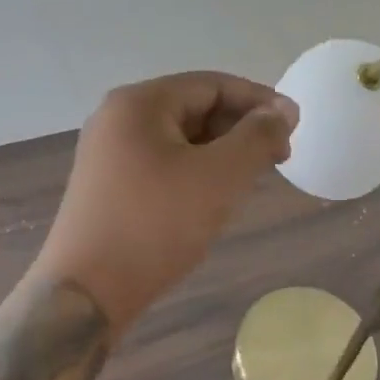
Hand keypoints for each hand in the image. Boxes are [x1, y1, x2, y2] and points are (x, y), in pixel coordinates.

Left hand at [32, 72, 298, 334]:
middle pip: (194, 107)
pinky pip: (162, 161)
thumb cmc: (155, 225)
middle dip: (240, 128)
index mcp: (139, 103)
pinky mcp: (107, 184)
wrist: (85, 295)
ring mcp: (108, 152)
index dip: (259, 101)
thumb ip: (257, 137)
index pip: (212, 84)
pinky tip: (214, 196)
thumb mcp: (219, 177)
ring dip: (221, 151)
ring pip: (180, 137)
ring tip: (252, 178)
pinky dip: (196, 170)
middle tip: (278, 157)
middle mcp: (117, 118)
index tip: (295, 127)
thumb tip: (284, 109)